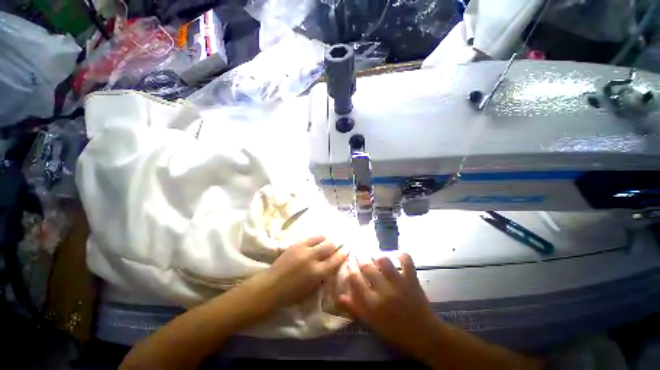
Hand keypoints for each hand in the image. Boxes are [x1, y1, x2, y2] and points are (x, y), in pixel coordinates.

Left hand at [261, 236, 347, 308]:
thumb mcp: (312, 289)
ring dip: (327, 239)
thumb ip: (323, 276)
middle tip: (339, 243)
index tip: (347, 249)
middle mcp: (312, 258)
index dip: (343, 254)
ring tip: (329, 239)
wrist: (271, 286)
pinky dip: (317, 237)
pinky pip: (310, 237)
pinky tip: (319, 238)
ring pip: (321, 238)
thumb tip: (332, 265)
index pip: (335, 260)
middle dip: (336, 244)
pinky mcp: (295, 244)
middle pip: (330, 246)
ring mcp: (303, 249)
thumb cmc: (292, 294)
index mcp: (318, 273)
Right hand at [339, 253, 436, 356]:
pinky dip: (400, 254)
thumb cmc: (395, 330)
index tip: (349, 262)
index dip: (350, 268)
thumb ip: (356, 307)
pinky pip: (406, 260)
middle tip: (359, 254)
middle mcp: (384, 291)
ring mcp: (399, 283)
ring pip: (383, 260)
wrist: (424, 334)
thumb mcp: (372, 322)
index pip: (355, 279)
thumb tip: (339, 296)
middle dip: (360, 258)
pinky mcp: (412, 279)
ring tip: (374, 255)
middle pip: (366, 266)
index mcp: (372, 304)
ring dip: (376, 255)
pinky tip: (394, 254)